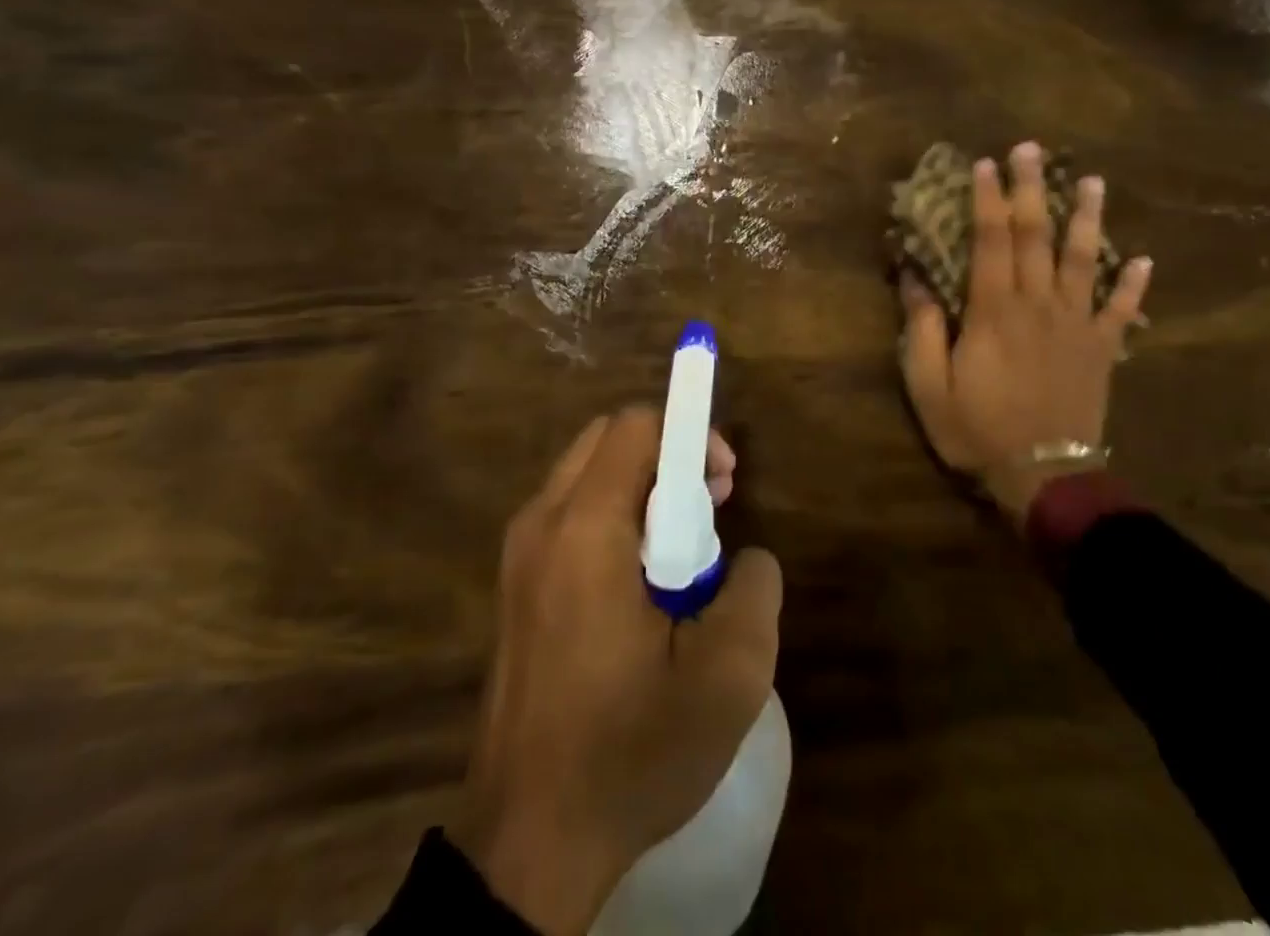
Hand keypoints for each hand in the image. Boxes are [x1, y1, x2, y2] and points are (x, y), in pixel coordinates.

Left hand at [451, 409, 780, 935]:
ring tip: (682, 547)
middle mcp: (541, 522)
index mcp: (585, 528)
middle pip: (607, 438)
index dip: (690, 433)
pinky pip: (570, 513)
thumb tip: (747, 558)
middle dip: (667, 453)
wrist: (528, 843)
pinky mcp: (514, 585)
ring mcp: (518, 553)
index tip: (725, 481)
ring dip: (640, 485)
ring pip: (586, 473)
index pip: (636, 425)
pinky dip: (612, 515)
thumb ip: (755, 591)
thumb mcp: (727, 679)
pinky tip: (641, 581)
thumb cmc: (629, 752)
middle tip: (709, 506)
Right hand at [898, 141, 1151, 523]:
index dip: (987, 199)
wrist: (1043, 476)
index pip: (990, 240)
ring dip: (1087, 219)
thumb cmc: (977, 429)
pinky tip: (1145, 260)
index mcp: (994, 310)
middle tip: (1033, 149)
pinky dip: (1134, 285)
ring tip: (1093, 182)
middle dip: (1033, 189)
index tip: (985, 163)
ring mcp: (1076, 325)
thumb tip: (914, 277)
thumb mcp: (928, 383)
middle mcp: (1038, 304)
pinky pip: (1122, 311)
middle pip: (1036, 236)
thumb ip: (921, 327)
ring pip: (1085, 260)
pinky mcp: (1102, 349)